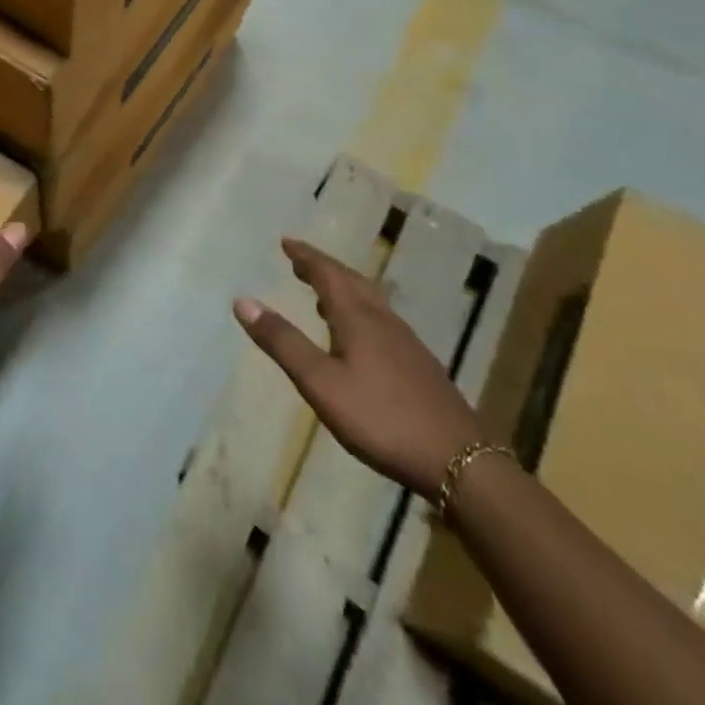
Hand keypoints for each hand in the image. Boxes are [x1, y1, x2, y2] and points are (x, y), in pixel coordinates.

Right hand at [235, 239, 485, 499]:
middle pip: (351, 282)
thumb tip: (243, 301)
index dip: (305, 256)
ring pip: (371, 301)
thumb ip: (283, 342)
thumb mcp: (321, 383)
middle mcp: (383, 321)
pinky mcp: (420, 367)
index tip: (287, 242)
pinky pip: (382, 322)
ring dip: (343, 289)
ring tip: (323, 295)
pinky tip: (359, 338)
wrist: (461, 462)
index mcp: (358, 318)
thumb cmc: (382, 419)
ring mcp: (407, 344)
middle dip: (323, 268)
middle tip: (300, 261)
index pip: (327, 274)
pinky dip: (361, 313)